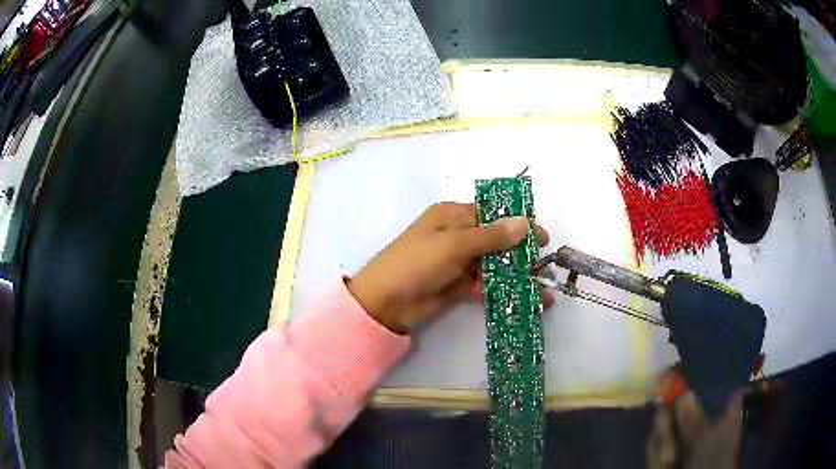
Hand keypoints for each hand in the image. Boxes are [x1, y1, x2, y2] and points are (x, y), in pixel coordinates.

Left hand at [346, 202, 552, 332]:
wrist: (385, 302)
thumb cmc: (417, 262)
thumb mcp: (454, 244)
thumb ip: (491, 236)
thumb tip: (524, 223)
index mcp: (452, 216)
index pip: (492, 214)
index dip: (518, 224)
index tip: (542, 238)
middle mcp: (457, 236)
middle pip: (496, 241)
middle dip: (520, 254)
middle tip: (544, 267)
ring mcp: (458, 262)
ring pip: (493, 265)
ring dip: (516, 276)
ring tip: (542, 290)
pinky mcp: (457, 286)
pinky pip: (485, 285)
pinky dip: (503, 292)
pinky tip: (525, 301)